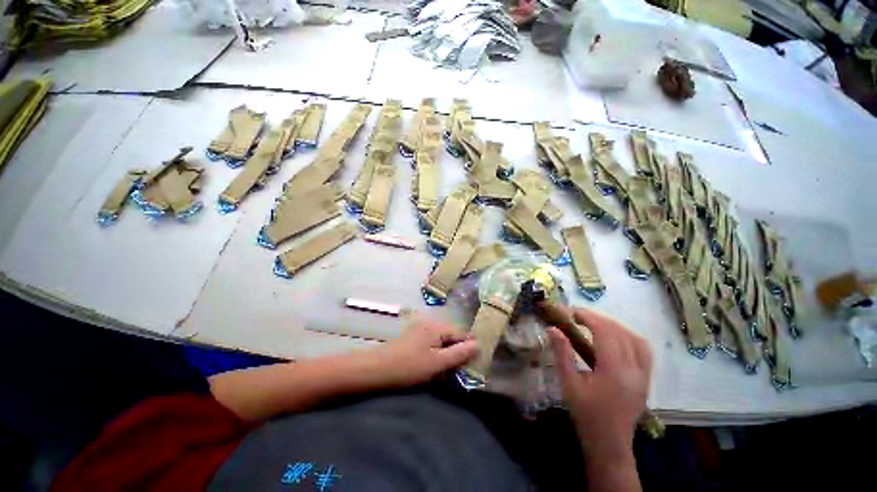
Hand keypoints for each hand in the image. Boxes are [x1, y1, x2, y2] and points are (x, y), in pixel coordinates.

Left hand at [372, 320, 478, 388]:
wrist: (376, 369)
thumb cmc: (409, 366)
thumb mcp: (437, 363)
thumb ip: (458, 354)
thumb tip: (477, 345)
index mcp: (437, 327)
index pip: (461, 334)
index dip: (470, 347)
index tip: (478, 361)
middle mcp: (430, 324)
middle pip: (451, 337)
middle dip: (458, 352)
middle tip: (462, 370)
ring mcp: (420, 330)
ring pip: (441, 341)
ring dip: (447, 355)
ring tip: (449, 371)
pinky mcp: (413, 339)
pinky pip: (431, 344)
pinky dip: (436, 355)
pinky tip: (434, 366)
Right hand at [547, 308, 651, 462]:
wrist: (609, 443)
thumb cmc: (586, 414)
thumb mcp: (568, 383)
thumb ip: (562, 353)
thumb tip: (553, 328)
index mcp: (614, 371)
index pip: (605, 332)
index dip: (588, 317)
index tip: (571, 312)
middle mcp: (635, 370)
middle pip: (620, 332)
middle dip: (598, 318)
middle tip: (578, 315)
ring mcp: (644, 374)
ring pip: (635, 338)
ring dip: (614, 325)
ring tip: (594, 322)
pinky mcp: (646, 379)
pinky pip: (643, 349)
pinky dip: (629, 336)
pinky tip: (615, 336)